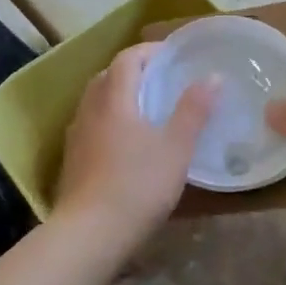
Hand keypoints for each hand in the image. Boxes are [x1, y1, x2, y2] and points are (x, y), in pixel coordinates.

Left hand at [55, 44, 215, 244]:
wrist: (91, 232)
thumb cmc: (138, 185)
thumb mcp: (176, 148)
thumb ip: (193, 111)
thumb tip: (213, 77)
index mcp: (114, 99)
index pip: (127, 59)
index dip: (149, 52)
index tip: (172, 56)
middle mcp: (90, 110)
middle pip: (107, 77)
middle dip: (133, 72)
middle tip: (160, 81)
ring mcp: (76, 136)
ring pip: (96, 102)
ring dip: (118, 96)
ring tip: (145, 110)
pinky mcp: (72, 160)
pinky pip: (91, 126)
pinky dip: (109, 121)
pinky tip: (125, 143)